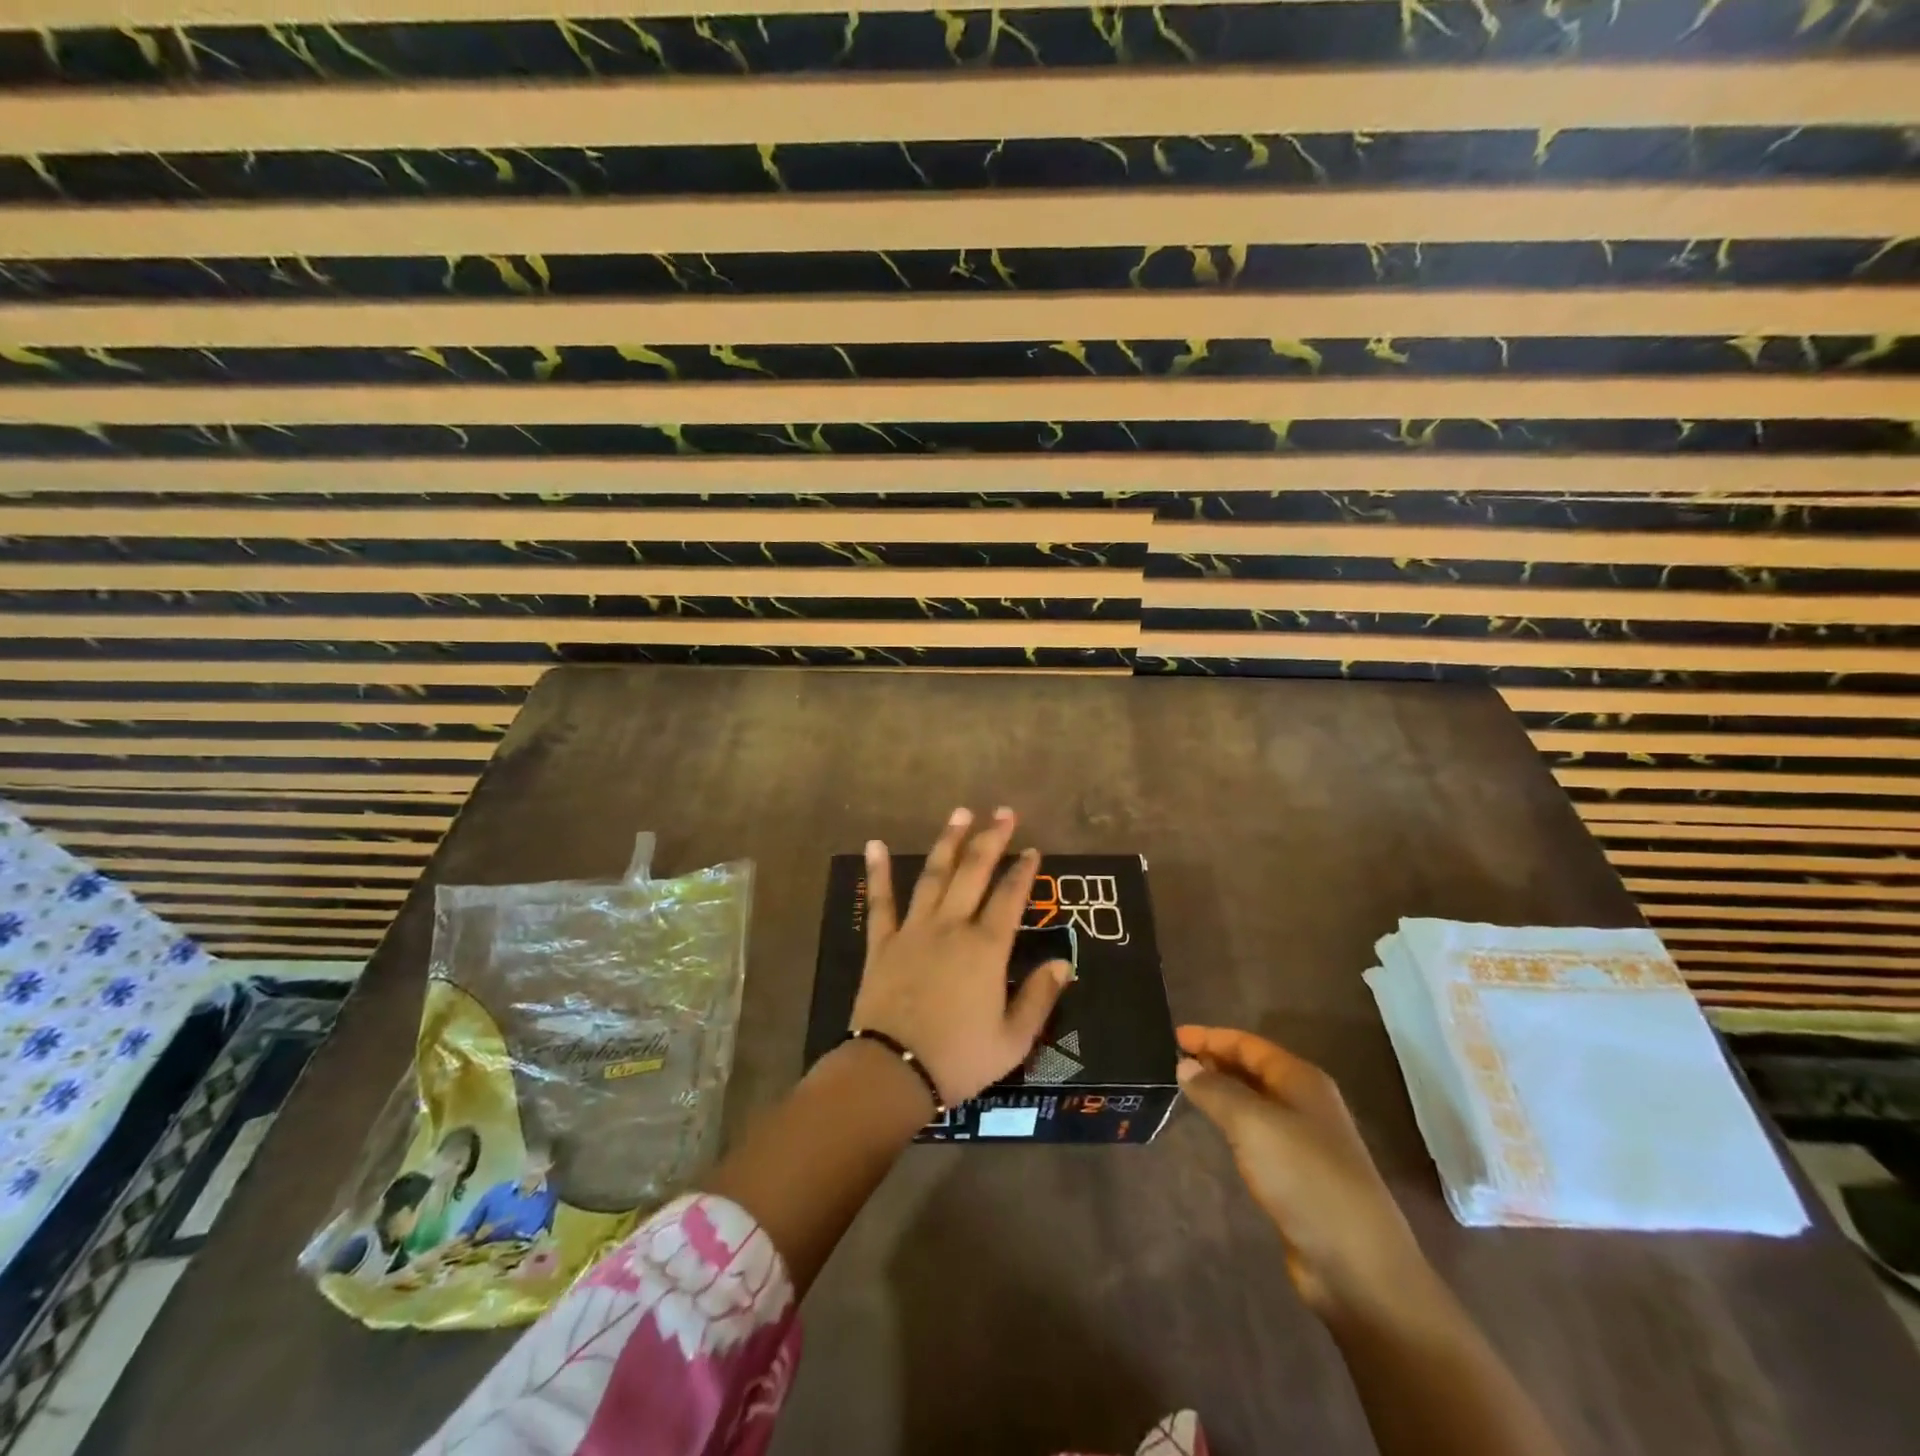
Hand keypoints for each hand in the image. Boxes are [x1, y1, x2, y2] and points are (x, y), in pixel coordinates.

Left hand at [851, 807, 1072, 1106]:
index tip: (1032, 849)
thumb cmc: (959, 1059)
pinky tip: (875, 844)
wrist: (892, 1071)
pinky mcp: (882, 942)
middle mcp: (951, 927)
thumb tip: (1063, 963)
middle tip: (1003, 812)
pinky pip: (881, 901)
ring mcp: (914, 930)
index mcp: (986, 948)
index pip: (1010, 898)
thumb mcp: (1013, 1040)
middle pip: (974, 873)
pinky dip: (878, 872)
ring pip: (934, 876)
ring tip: (960, 813)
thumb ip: (1039, 998)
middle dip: (991, 839)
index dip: (1023, 871)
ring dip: (948, 842)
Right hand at [1178, 1025, 1430, 1320]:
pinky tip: (1216, 1130)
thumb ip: (1215, 1090)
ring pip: (1254, 1101)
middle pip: (1253, 1069)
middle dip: (1215, 1060)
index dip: (1211, 1036)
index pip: (1248, 1044)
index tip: (1173, 1035)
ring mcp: (1304, 1141)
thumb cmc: (1305, 1177)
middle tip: (1174, 1061)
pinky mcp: (1298, 1175)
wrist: (1357, 1264)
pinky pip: (1257, 1133)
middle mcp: (1305, 1103)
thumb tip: (1185, 1064)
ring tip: (1186, 1089)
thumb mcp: (1252, 1124)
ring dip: (1222, 1091)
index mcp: (1301, 1080)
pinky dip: (1233, 1123)